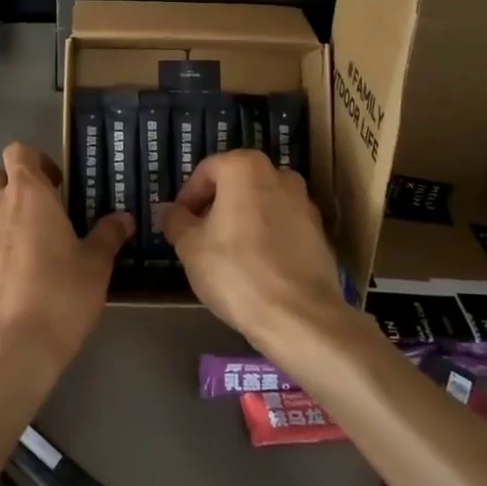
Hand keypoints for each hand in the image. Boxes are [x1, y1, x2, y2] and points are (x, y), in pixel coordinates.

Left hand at [0, 143, 130, 387]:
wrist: (10, 351)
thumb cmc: (60, 297)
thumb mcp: (96, 266)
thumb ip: (108, 235)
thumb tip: (123, 218)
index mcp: (27, 195)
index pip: (19, 151)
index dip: (36, 161)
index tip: (55, 185)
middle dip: (14, 189)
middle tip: (40, 217)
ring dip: (1, 226)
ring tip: (25, 259)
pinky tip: (5, 289)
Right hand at [162, 150, 343, 353]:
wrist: (300, 317)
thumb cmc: (237, 272)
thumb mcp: (191, 247)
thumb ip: (175, 221)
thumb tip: (166, 210)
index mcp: (245, 168)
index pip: (206, 171)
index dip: (187, 197)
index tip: (179, 224)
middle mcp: (279, 175)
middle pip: (236, 184)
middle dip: (215, 207)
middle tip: (199, 238)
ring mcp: (305, 203)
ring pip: (261, 205)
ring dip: (241, 221)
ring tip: (226, 255)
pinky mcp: (320, 233)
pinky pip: (282, 227)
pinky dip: (266, 238)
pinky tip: (255, 268)